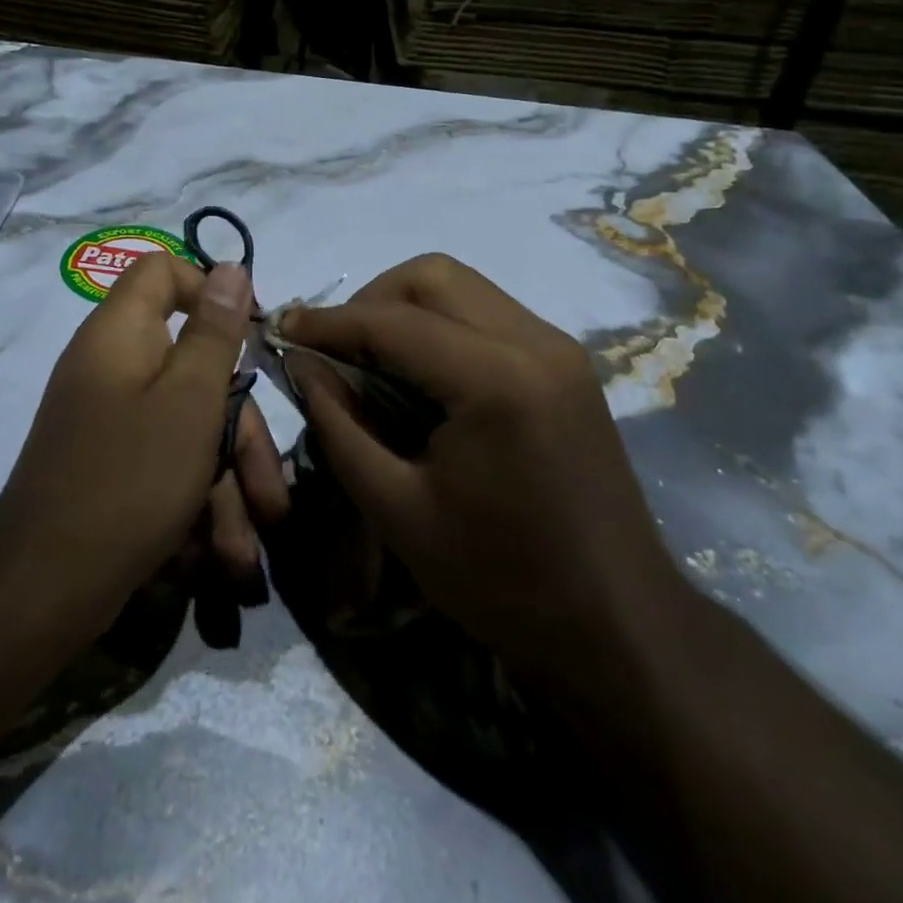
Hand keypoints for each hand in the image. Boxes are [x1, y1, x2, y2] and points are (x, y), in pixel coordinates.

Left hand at [0, 252, 289, 645]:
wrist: (42, 591)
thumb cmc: (129, 480)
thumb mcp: (190, 401)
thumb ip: (215, 331)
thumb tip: (231, 268)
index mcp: (121, 333)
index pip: (163, 271)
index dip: (210, 290)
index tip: (252, 335)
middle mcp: (112, 366)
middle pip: (193, 368)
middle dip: (239, 431)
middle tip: (271, 495)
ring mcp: (110, 418)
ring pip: (188, 424)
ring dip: (225, 483)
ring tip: (244, 551)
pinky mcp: (111, 463)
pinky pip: (166, 460)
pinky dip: (194, 499)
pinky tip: (216, 555)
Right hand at [280, 254, 686, 680]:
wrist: (619, 626)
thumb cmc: (501, 581)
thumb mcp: (397, 511)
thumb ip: (340, 426)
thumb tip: (304, 365)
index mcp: (496, 379)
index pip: (392, 321)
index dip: (329, 322)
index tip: (283, 329)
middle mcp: (535, 341)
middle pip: (432, 276)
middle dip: (371, 300)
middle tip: (334, 348)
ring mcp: (559, 347)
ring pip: (462, 287)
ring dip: (406, 307)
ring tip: (369, 358)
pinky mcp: (567, 363)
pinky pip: (488, 313)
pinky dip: (441, 325)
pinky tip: (420, 373)